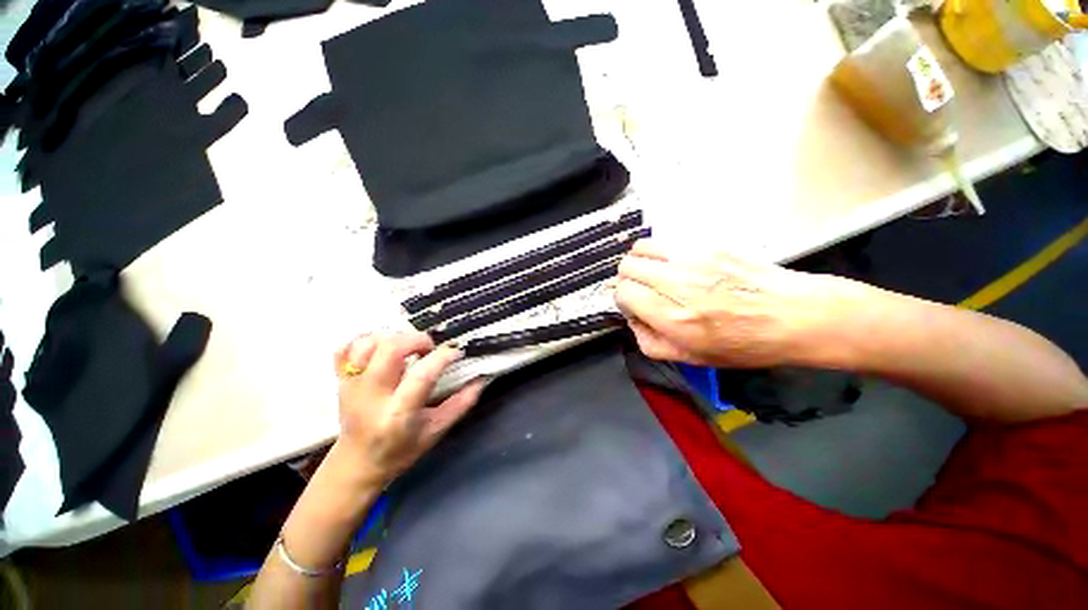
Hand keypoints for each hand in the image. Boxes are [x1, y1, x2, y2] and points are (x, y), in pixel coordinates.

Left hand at [331, 332, 485, 488]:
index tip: (456, 353)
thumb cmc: (400, 451)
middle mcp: (372, 396)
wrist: (356, 464)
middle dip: (416, 340)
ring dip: (391, 338)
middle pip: (389, 350)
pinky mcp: (340, 381)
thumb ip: (461, 404)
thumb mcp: (436, 431)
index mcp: (398, 414)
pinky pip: (344, 349)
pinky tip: (380, 349)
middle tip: (428, 348)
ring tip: (405, 348)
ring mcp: (351, 386)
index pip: (421, 376)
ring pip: (366, 345)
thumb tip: (481, 378)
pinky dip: (363, 341)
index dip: (442, 357)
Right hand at [615, 240, 866, 367]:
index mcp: (671, 316)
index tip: (636, 307)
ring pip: (640, 248)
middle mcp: (675, 282)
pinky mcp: (706, 245)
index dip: (624, 301)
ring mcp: (691, 259)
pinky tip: (676, 266)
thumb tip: (634, 320)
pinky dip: (660, 253)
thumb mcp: (691, 359)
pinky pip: (665, 242)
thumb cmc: (744, 344)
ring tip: (654, 274)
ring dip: (640, 262)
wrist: (795, 315)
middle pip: (626, 267)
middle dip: (628, 281)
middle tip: (643, 291)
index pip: (623, 293)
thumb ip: (650, 343)